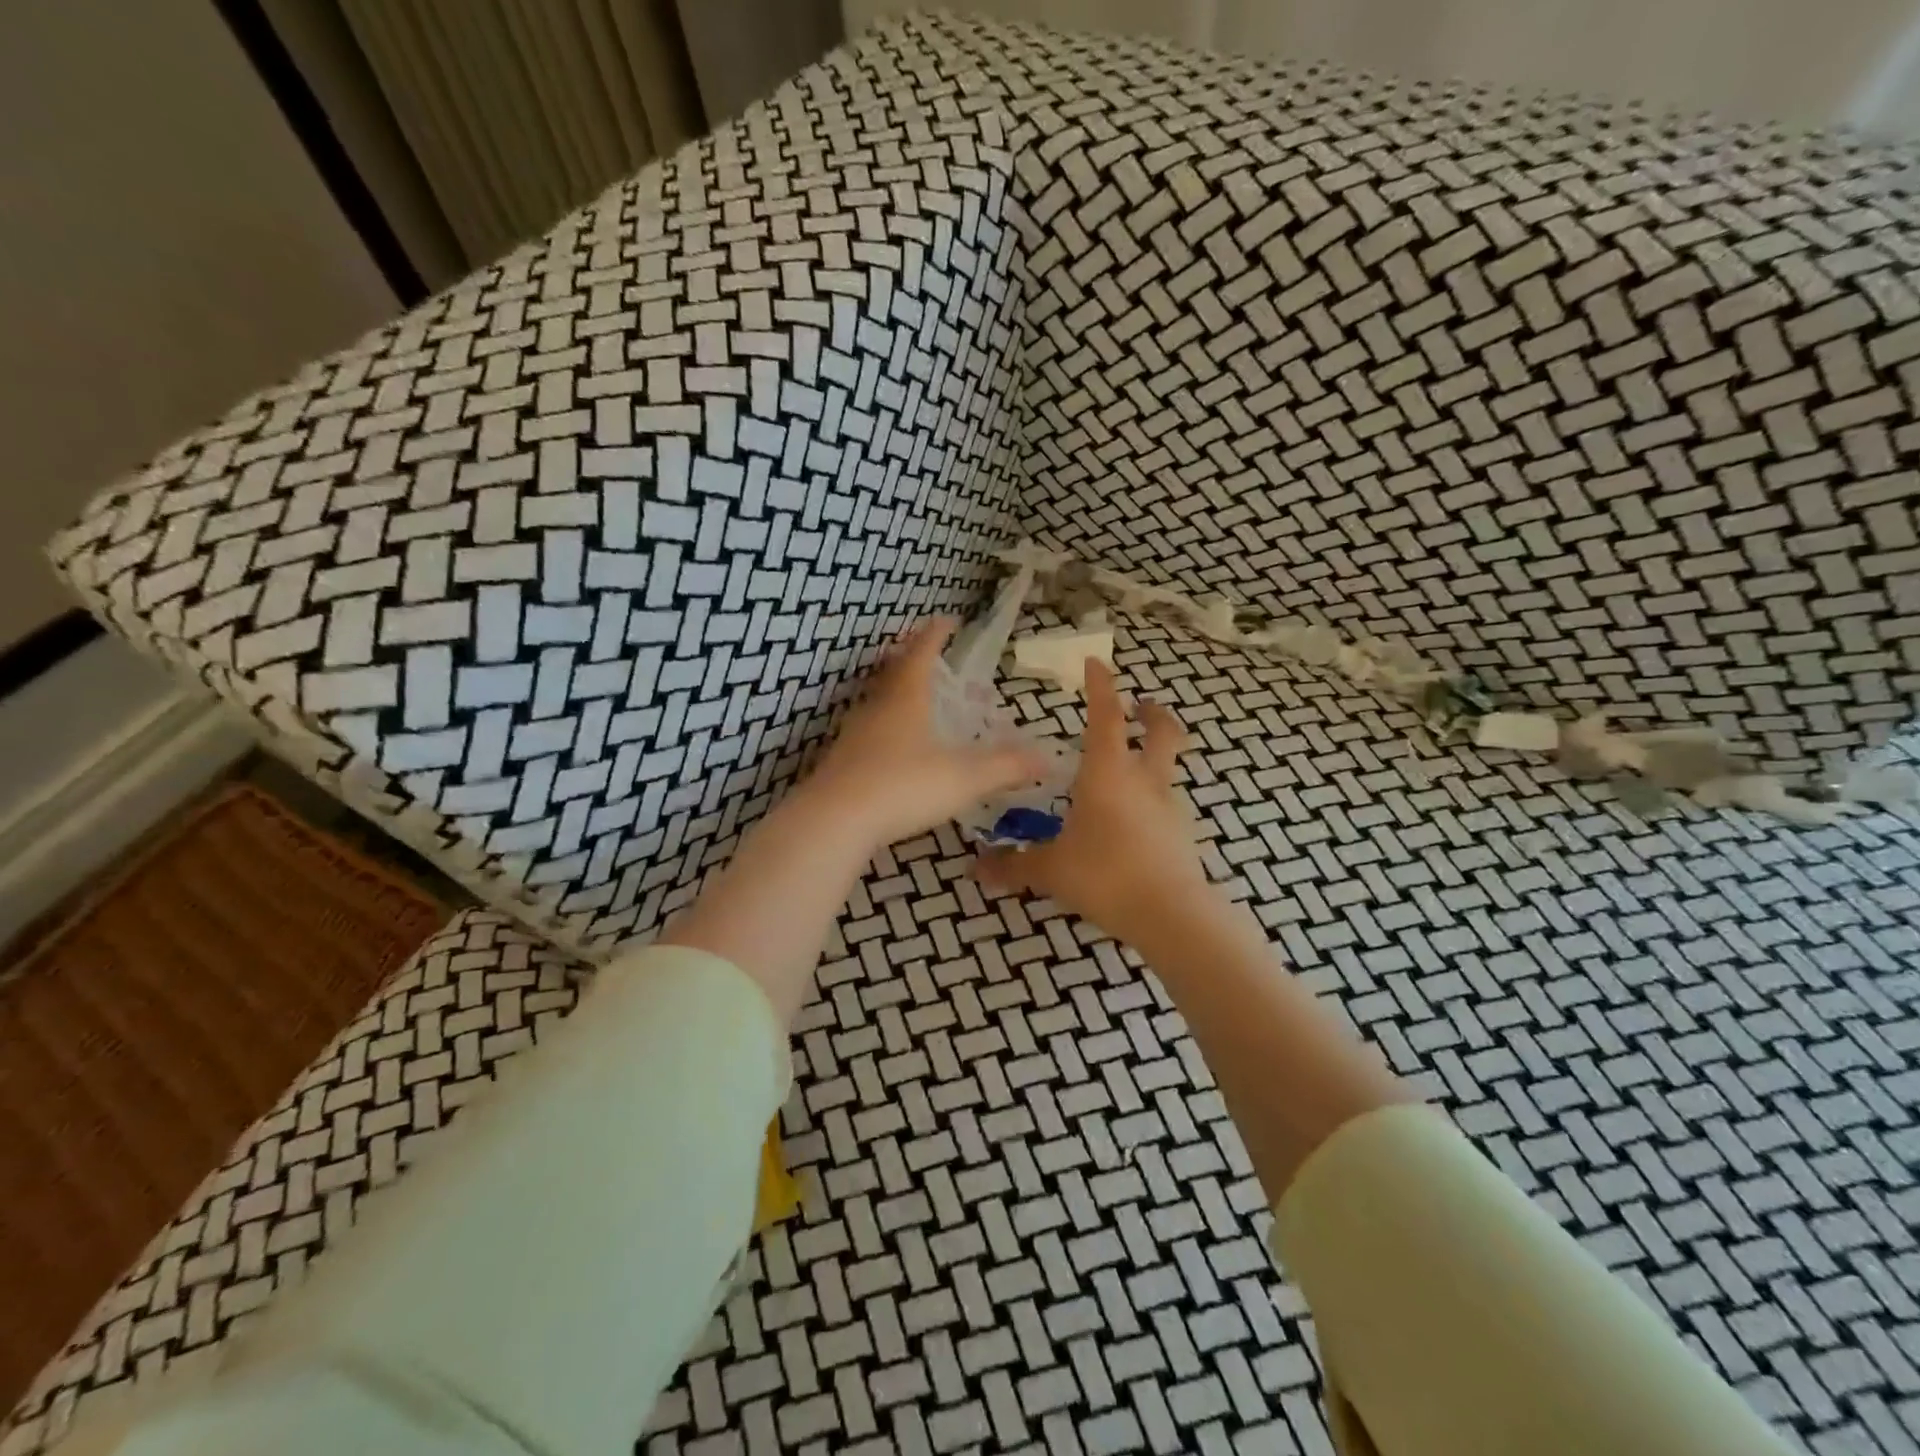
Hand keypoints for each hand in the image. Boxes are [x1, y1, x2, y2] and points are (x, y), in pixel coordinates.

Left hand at [805, 618, 1046, 849]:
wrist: (835, 820)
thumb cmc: (904, 786)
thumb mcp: (964, 777)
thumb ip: (1006, 767)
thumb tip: (1047, 759)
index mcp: (907, 698)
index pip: (922, 653)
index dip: (936, 635)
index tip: (947, 620)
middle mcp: (877, 708)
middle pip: (893, 672)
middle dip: (912, 658)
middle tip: (927, 654)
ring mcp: (855, 735)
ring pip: (877, 701)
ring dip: (896, 692)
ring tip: (913, 698)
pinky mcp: (842, 761)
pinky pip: (867, 732)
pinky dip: (884, 727)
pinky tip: (892, 747)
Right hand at [975, 659, 1211, 945]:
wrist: (1171, 915)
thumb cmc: (1105, 875)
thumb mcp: (1051, 870)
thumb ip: (1014, 865)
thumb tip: (976, 867)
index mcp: (1107, 773)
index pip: (1105, 716)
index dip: (1101, 686)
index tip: (1096, 661)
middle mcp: (1143, 780)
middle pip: (1160, 732)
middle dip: (1152, 713)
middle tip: (1143, 705)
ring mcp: (1168, 807)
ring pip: (1169, 767)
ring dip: (1157, 754)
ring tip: (1134, 767)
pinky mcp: (1182, 834)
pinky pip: (1168, 803)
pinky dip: (1156, 798)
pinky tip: (1139, 819)